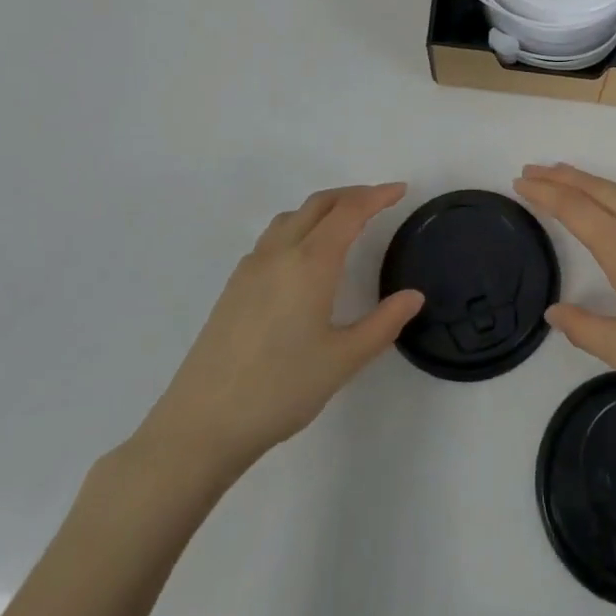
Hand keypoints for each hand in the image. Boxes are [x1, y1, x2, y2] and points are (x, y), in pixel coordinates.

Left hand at [128, 184, 422, 487]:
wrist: (201, 425)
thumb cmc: (280, 389)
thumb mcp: (343, 360)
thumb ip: (383, 323)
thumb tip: (414, 296)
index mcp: (310, 263)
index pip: (349, 212)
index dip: (377, 196)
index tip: (401, 190)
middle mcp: (280, 253)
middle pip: (319, 204)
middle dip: (352, 195)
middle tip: (380, 201)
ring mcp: (251, 267)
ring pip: (292, 217)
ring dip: (323, 208)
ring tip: (345, 222)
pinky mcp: (234, 286)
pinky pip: (273, 237)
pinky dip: (299, 226)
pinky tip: (304, 258)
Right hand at [514, 164, 615, 417]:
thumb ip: (583, 328)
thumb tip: (554, 311)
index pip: (575, 208)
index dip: (545, 194)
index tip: (520, 182)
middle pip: (597, 189)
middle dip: (562, 177)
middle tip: (532, 171)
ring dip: (588, 180)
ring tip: (563, 177)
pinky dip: (612, 192)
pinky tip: (610, 202)